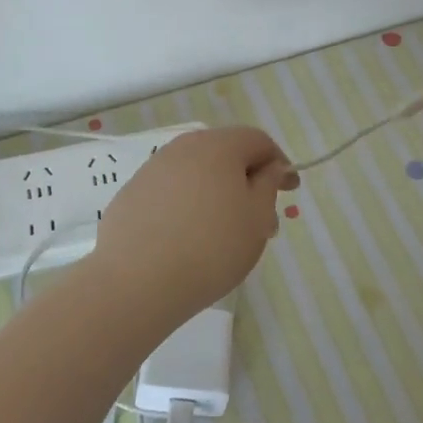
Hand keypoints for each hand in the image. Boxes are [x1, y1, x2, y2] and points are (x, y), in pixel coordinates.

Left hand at [91, 126, 298, 319]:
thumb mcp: (256, 218)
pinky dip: (188, 205)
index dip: (279, 164)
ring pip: (197, 173)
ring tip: (226, 234)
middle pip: (225, 154)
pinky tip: (189, 238)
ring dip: (218, 194)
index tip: (290, 192)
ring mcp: (153, 169)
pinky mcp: (132, 193)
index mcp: (218, 145)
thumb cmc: (211, 247)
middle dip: (248, 182)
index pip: (257, 141)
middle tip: (262, 221)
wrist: (136, 281)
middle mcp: (183, 147)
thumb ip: (268, 185)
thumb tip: (271, 167)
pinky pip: (171, 191)